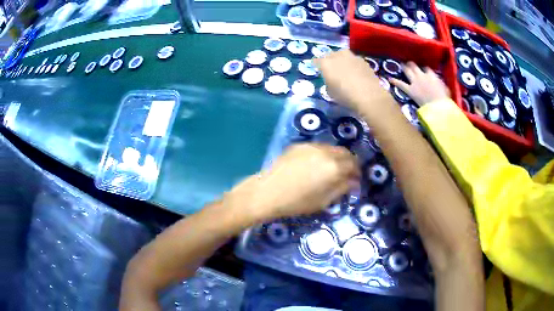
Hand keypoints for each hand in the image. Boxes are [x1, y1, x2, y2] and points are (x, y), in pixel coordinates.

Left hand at [232, 143, 359, 220]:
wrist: (268, 192)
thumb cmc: (297, 202)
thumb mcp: (324, 201)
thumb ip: (342, 188)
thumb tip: (353, 182)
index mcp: (334, 167)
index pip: (354, 164)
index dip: (357, 173)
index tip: (355, 180)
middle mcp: (325, 152)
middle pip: (345, 153)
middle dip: (349, 162)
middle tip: (345, 174)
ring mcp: (311, 145)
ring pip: (331, 148)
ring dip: (336, 157)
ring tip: (330, 169)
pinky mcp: (299, 145)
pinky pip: (317, 147)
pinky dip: (322, 154)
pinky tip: (315, 164)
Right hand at [314, 50, 391, 113]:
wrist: (369, 96)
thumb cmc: (346, 96)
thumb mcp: (331, 93)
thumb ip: (328, 83)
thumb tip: (331, 80)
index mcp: (326, 64)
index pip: (316, 61)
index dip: (315, 65)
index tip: (316, 69)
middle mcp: (338, 56)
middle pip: (330, 55)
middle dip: (329, 60)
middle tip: (331, 68)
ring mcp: (351, 57)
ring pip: (343, 54)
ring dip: (341, 60)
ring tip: (343, 68)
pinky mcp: (363, 61)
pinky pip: (354, 60)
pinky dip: (352, 64)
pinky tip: (355, 72)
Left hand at [389, 62, 449, 106]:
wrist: (437, 107)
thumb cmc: (444, 100)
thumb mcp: (446, 89)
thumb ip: (441, 84)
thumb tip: (441, 83)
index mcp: (432, 75)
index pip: (426, 68)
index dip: (424, 68)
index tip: (423, 68)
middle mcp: (422, 76)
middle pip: (414, 66)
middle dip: (411, 64)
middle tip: (409, 63)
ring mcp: (415, 82)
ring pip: (407, 71)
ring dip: (404, 67)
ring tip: (401, 64)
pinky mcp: (409, 90)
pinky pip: (400, 84)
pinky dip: (394, 81)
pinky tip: (389, 78)